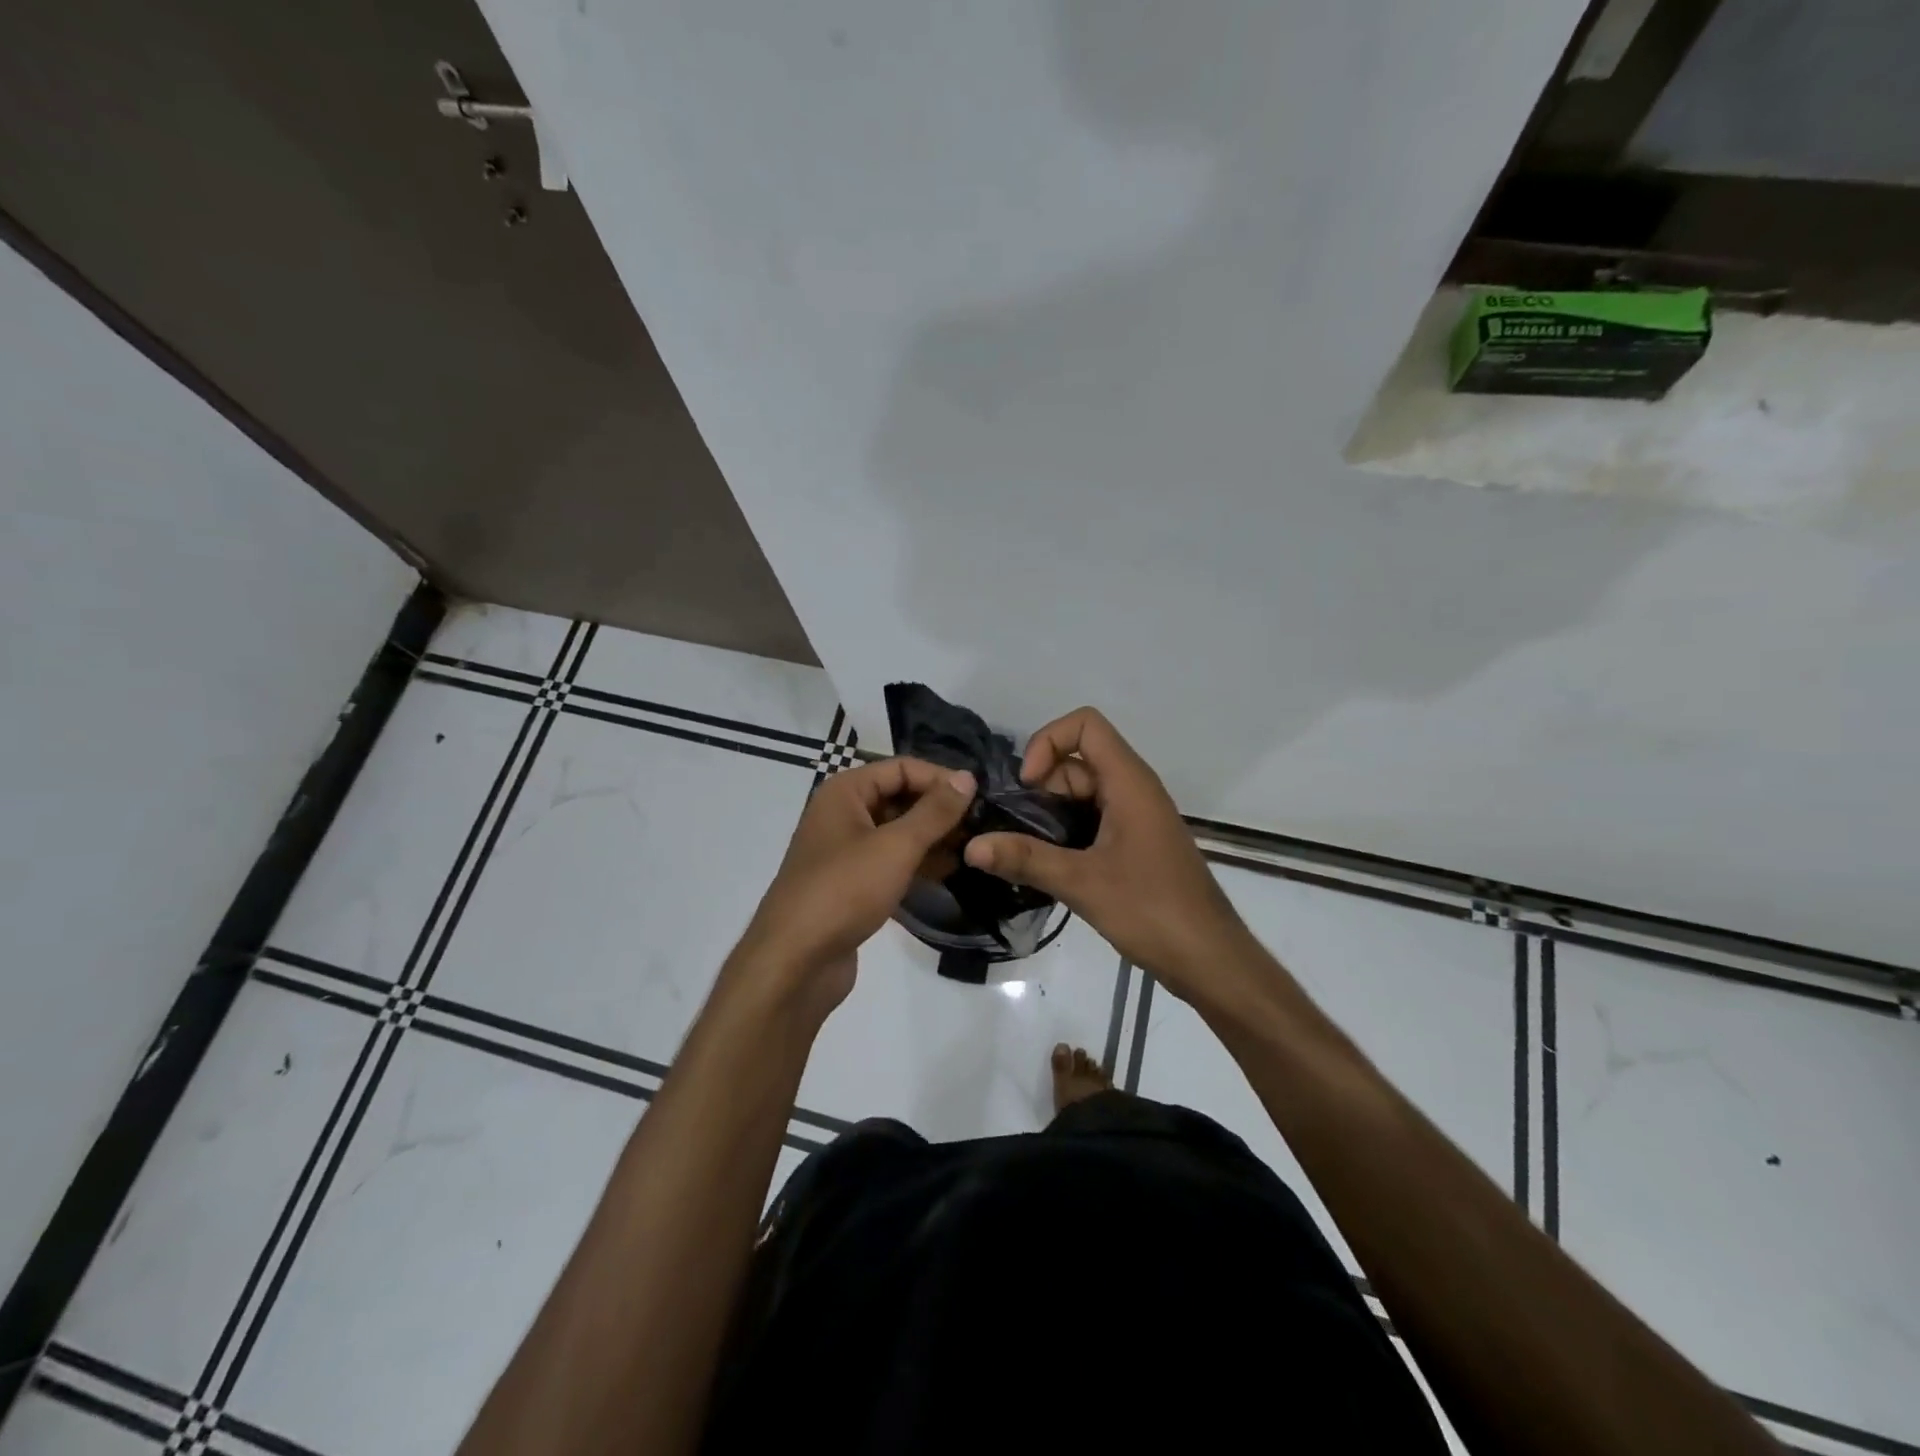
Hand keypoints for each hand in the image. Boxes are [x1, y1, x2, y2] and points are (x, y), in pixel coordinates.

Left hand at [733, 757, 974, 1015]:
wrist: (795, 962)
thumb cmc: (844, 891)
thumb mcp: (895, 846)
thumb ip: (934, 812)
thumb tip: (967, 777)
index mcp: (845, 792)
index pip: (902, 768)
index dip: (940, 779)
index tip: (980, 797)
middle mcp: (842, 814)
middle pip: (900, 798)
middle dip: (939, 810)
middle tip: (983, 826)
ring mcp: (846, 852)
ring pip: (898, 833)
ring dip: (933, 839)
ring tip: (975, 850)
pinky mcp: (852, 885)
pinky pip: (891, 862)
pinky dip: (918, 864)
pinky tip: (951, 873)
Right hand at [962, 708, 1252, 1006]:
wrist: (1209, 959)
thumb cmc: (1152, 911)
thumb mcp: (1082, 883)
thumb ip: (1025, 859)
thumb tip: (970, 847)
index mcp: (1129, 782)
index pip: (1085, 725)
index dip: (1048, 742)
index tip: (1027, 787)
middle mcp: (1134, 790)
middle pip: (1077, 762)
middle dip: (1040, 787)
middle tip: (1014, 830)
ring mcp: (1136, 818)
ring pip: (1082, 795)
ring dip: (1049, 815)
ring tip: (1021, 852)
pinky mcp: (1135, 845)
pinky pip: (1092, 821)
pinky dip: (1065, 834)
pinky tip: (1045, 867)